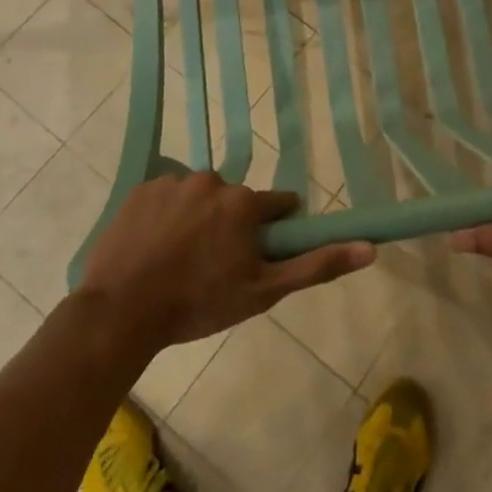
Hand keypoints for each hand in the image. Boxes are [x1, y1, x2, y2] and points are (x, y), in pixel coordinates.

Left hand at [77, 172, 373, 353]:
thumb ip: (316, 265)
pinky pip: (166, 196)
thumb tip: (369, 248)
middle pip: (235, 200)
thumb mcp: (263, 291)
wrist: (122, 311)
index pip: (277, 205)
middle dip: (231, 225)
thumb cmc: (199, 303)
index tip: (257, 254)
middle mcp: (212, 180)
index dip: (273, 229)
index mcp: (244, 202)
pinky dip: (166, 216)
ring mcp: (172, 182)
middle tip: (213, 265)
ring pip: (199, 197)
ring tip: (179, 259)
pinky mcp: (140, 189)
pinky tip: (154, 247)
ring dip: (197, 218)